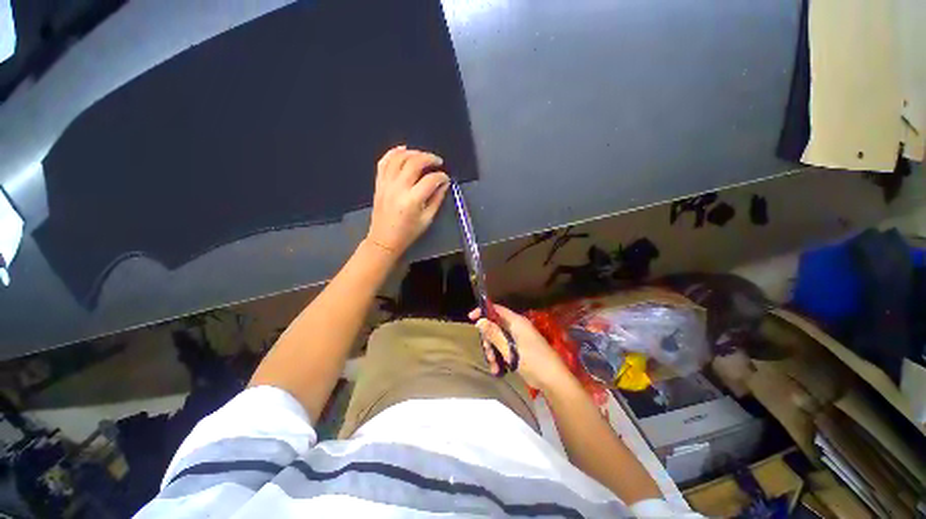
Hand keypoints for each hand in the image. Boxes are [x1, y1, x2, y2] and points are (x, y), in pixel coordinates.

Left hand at [367, 146, 449, 254]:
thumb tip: (444, 183)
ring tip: (423, 156)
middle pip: (414, 163)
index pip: (430, 180)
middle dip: (429, 158)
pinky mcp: (379, 183)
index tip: (446, 178)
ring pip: (398, 158)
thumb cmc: (408, 233)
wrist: (384, 239)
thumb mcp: (427, 219)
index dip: (441, 176)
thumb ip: (436, 199)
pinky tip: (403, 149)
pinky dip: (393, 153)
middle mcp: (398, 188)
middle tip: (438, 161)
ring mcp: (386, 184)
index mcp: (412, 200)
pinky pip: (383, 162)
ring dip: (413, 153)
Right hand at [469, 305, 570, 390]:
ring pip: (498, 339)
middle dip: (488, 340)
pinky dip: (500, 357)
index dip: (484, 311)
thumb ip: (494, 334)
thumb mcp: (510, 349)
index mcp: (516, 322)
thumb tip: (480, 321)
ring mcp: (519, 338)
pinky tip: (498, 370)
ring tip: (494, 366)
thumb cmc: (533, 361)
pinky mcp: (520, 349)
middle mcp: (517, 327)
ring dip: (493, 352)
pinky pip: (505, 348)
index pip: (497, 309)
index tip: (471, 318)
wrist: (553, 380)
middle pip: (495, 326)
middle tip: (487, 353)